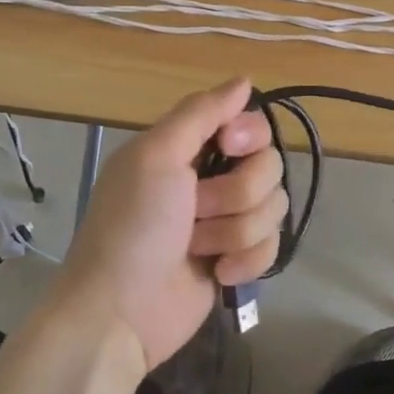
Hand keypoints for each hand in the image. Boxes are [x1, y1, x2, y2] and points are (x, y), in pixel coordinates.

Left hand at [53, 78, 286, 370]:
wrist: (119, 313)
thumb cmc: (132, 227)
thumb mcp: (155, 157)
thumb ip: (200, 113)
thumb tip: (244, 80)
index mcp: (190, 148)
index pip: (251, 124)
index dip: (249, 135)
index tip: (229, 147)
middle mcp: (213, 179)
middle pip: (270, 166)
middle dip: (237, 194)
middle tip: (195, 211)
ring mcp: (228, 221)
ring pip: (274, 207)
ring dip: (235, 231)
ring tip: (198, 247)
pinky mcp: (239, 258)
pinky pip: (273, 246)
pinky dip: (246, 261)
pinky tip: (217, 273)